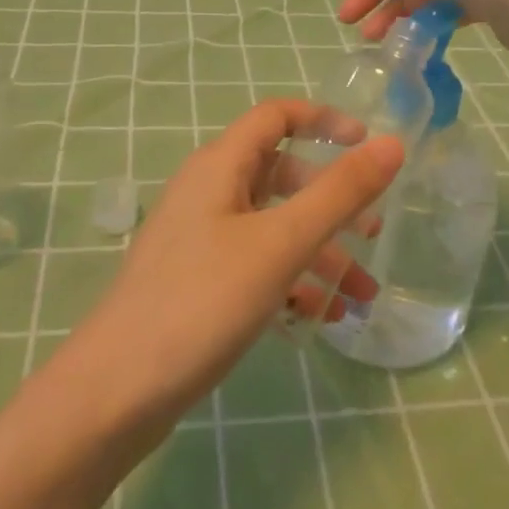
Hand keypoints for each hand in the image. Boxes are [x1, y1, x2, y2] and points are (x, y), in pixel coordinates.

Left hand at [60, 100, 403, 431]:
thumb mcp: (281, 243)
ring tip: (362, 295)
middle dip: (331, 200)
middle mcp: (208, 193)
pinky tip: (320, 317)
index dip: (324, 120)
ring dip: (319, 252)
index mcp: (220, 166)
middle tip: (373, 232)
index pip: (276, 116)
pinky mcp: (198, 282)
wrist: (115, 392)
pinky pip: (256, 265)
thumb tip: (392, 144)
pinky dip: (291, 281)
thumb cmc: (202, 301)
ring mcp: (200, 239)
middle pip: (280, 175)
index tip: (368, 144)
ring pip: (273, 227)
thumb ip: (339, 193)